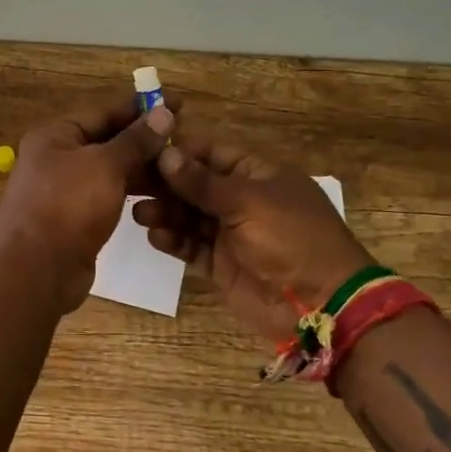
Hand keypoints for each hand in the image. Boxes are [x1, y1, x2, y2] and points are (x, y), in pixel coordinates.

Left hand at [0, 91, 174, 313]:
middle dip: (144, 141)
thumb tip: (163, 112)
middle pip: (106, 141)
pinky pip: (107, 196)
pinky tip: (160, 196)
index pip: (104, 112)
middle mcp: (56, 158)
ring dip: (142, 169)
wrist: (37, 270)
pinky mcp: (74, 218)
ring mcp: (64, 190)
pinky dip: (130, 192)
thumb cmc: (68, 206)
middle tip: (186, 139)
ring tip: (181, 168)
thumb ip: (136, 140)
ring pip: (109, 171)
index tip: (178, 103)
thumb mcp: (106, 166)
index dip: (141, 108)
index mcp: (55, 135)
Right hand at [131, 125, 376, 339]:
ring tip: (139, 213)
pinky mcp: (222, 264)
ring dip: (164, 212)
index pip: (209, 152)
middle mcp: (241, 199)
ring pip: (188, 215)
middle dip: (163, 183)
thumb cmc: (291, 238)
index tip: (140, 147)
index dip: (177, 149)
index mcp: (256, 174)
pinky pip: (191, 246)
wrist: (322, 304)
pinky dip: (173, 240)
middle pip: (194, 184)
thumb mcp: (247, 201)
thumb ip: (201, 181)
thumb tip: (163, 153)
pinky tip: (155, 235)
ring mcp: (231, 233)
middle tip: (128, 182)